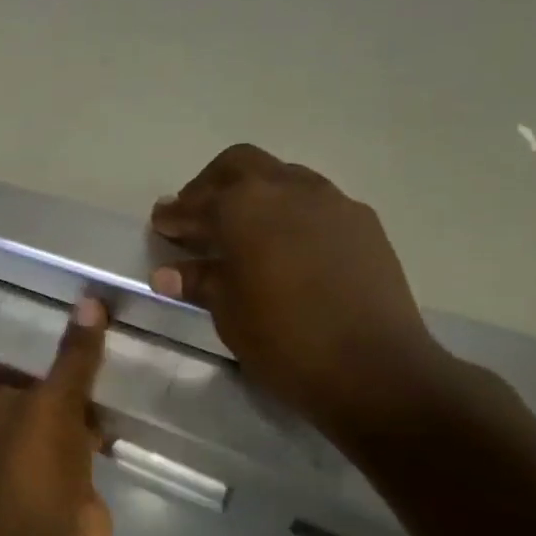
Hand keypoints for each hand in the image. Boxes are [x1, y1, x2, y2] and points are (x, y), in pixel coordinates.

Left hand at [0, 299, 112, 535]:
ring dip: (81, 391)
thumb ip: (74, 354)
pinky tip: (126, 398)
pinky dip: (99, 421)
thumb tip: (90, 301)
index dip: (15, 338)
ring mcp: (36, 448)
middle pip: (31, 382)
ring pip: (60, 408)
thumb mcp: (54, 397)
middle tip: (94, 322)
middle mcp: (4, 421)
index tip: (46, 308)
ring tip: (116, 349)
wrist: (47, 535)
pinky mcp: (67, 470)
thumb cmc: (33, 458)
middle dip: (57, 361)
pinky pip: (84, 435)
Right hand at [148, 144, 457, 441]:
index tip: (160, 224)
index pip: (197, 201)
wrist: (374, 369)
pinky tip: (284, 247)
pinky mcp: (363, 224)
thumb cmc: (283, 340)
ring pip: (282, 177)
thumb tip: (169, 273)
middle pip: (240, 165)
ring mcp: (332, 203)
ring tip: (240, 231)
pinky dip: (289, 213)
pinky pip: (315, 202)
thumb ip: (200, 281)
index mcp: (245, 208)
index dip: (174, 214)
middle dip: (212, 185)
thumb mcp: (228, 312)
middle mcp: (288, 190)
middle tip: (197, 216)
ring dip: (254, 194)